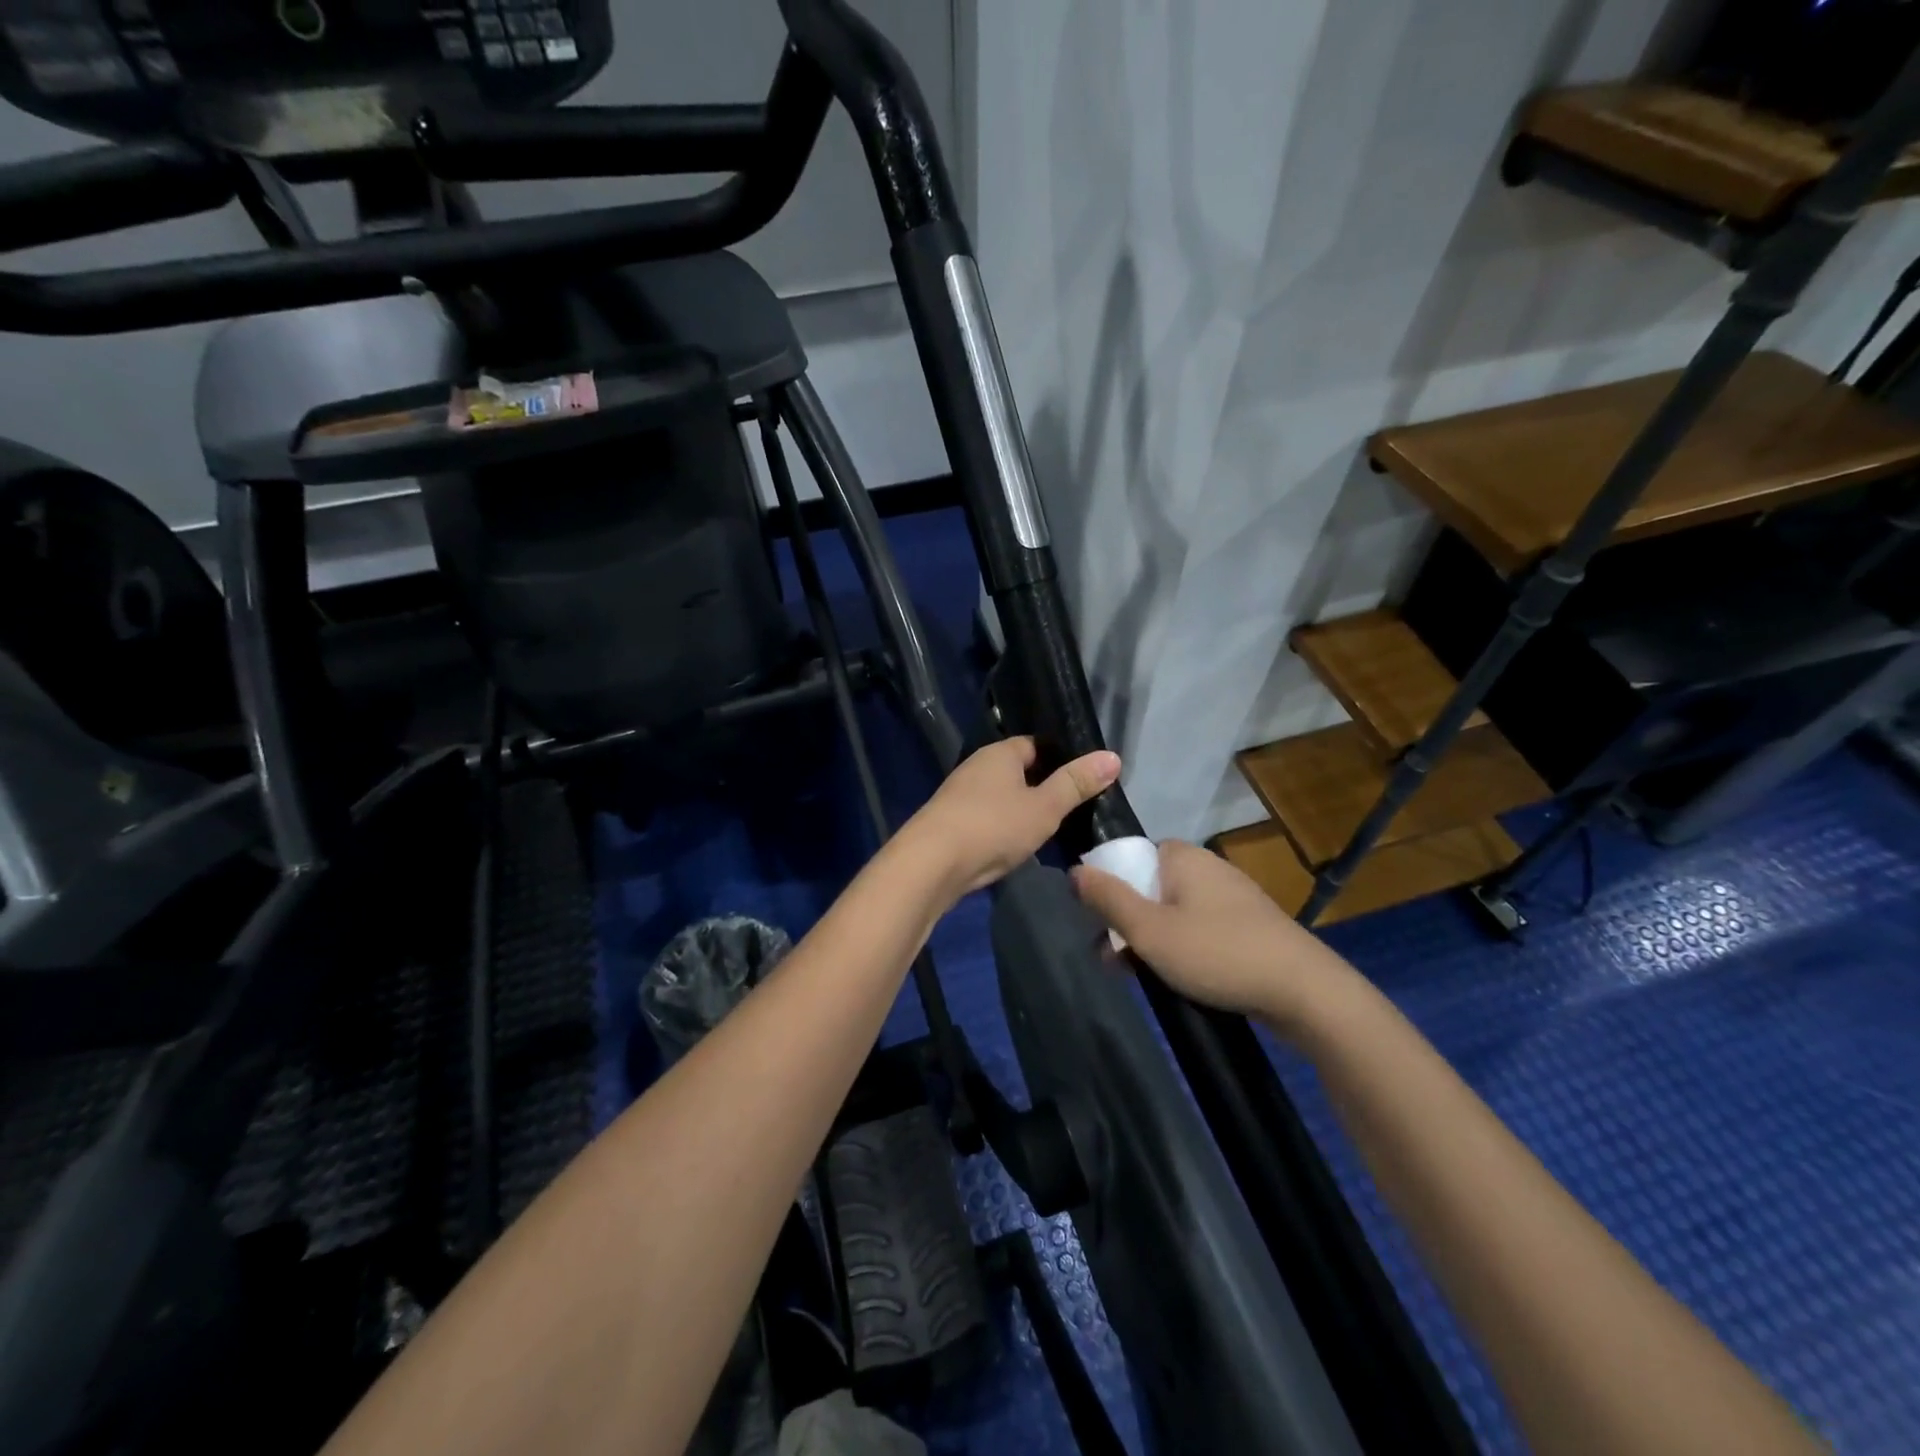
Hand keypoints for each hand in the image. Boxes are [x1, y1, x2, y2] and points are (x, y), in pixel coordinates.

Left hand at [900, 737, 1120, 899]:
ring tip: (1050, 830)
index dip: (1061, 759)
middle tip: (1074, 808)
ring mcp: (960, 795)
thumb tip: (1113, 756)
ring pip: (1002, 796)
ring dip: (1022, 810)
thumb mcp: (1045, 807)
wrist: (931, 864)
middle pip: (1018, 770)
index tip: (1084, 780)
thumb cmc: (993, 827)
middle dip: (1042, 787)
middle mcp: (977, 766)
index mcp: (999, 753)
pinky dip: (1003, 828)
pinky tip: (1016, 846)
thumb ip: (1076, 784)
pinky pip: (987, 818)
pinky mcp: (950, 822)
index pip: (1036, 745)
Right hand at [1071, 840, 1361, 1034]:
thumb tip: (1073, 870)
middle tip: (1114, 961)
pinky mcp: (1247, 924)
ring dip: (1151, 940)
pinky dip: (1182, 947)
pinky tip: (1178, 978)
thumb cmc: (1217, 953)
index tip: (1099, 926)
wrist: (1304, 991)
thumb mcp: (1149, 930)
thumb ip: (1107, 899)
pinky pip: (1198, 927)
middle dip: (1127, 922)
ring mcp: (1230, 895)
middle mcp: (1206, 866)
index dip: (1107, 888)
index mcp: (1181, 856)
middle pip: (1147, 886)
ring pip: (1172, 911)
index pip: (1128, 857)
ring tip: (1140, 976)